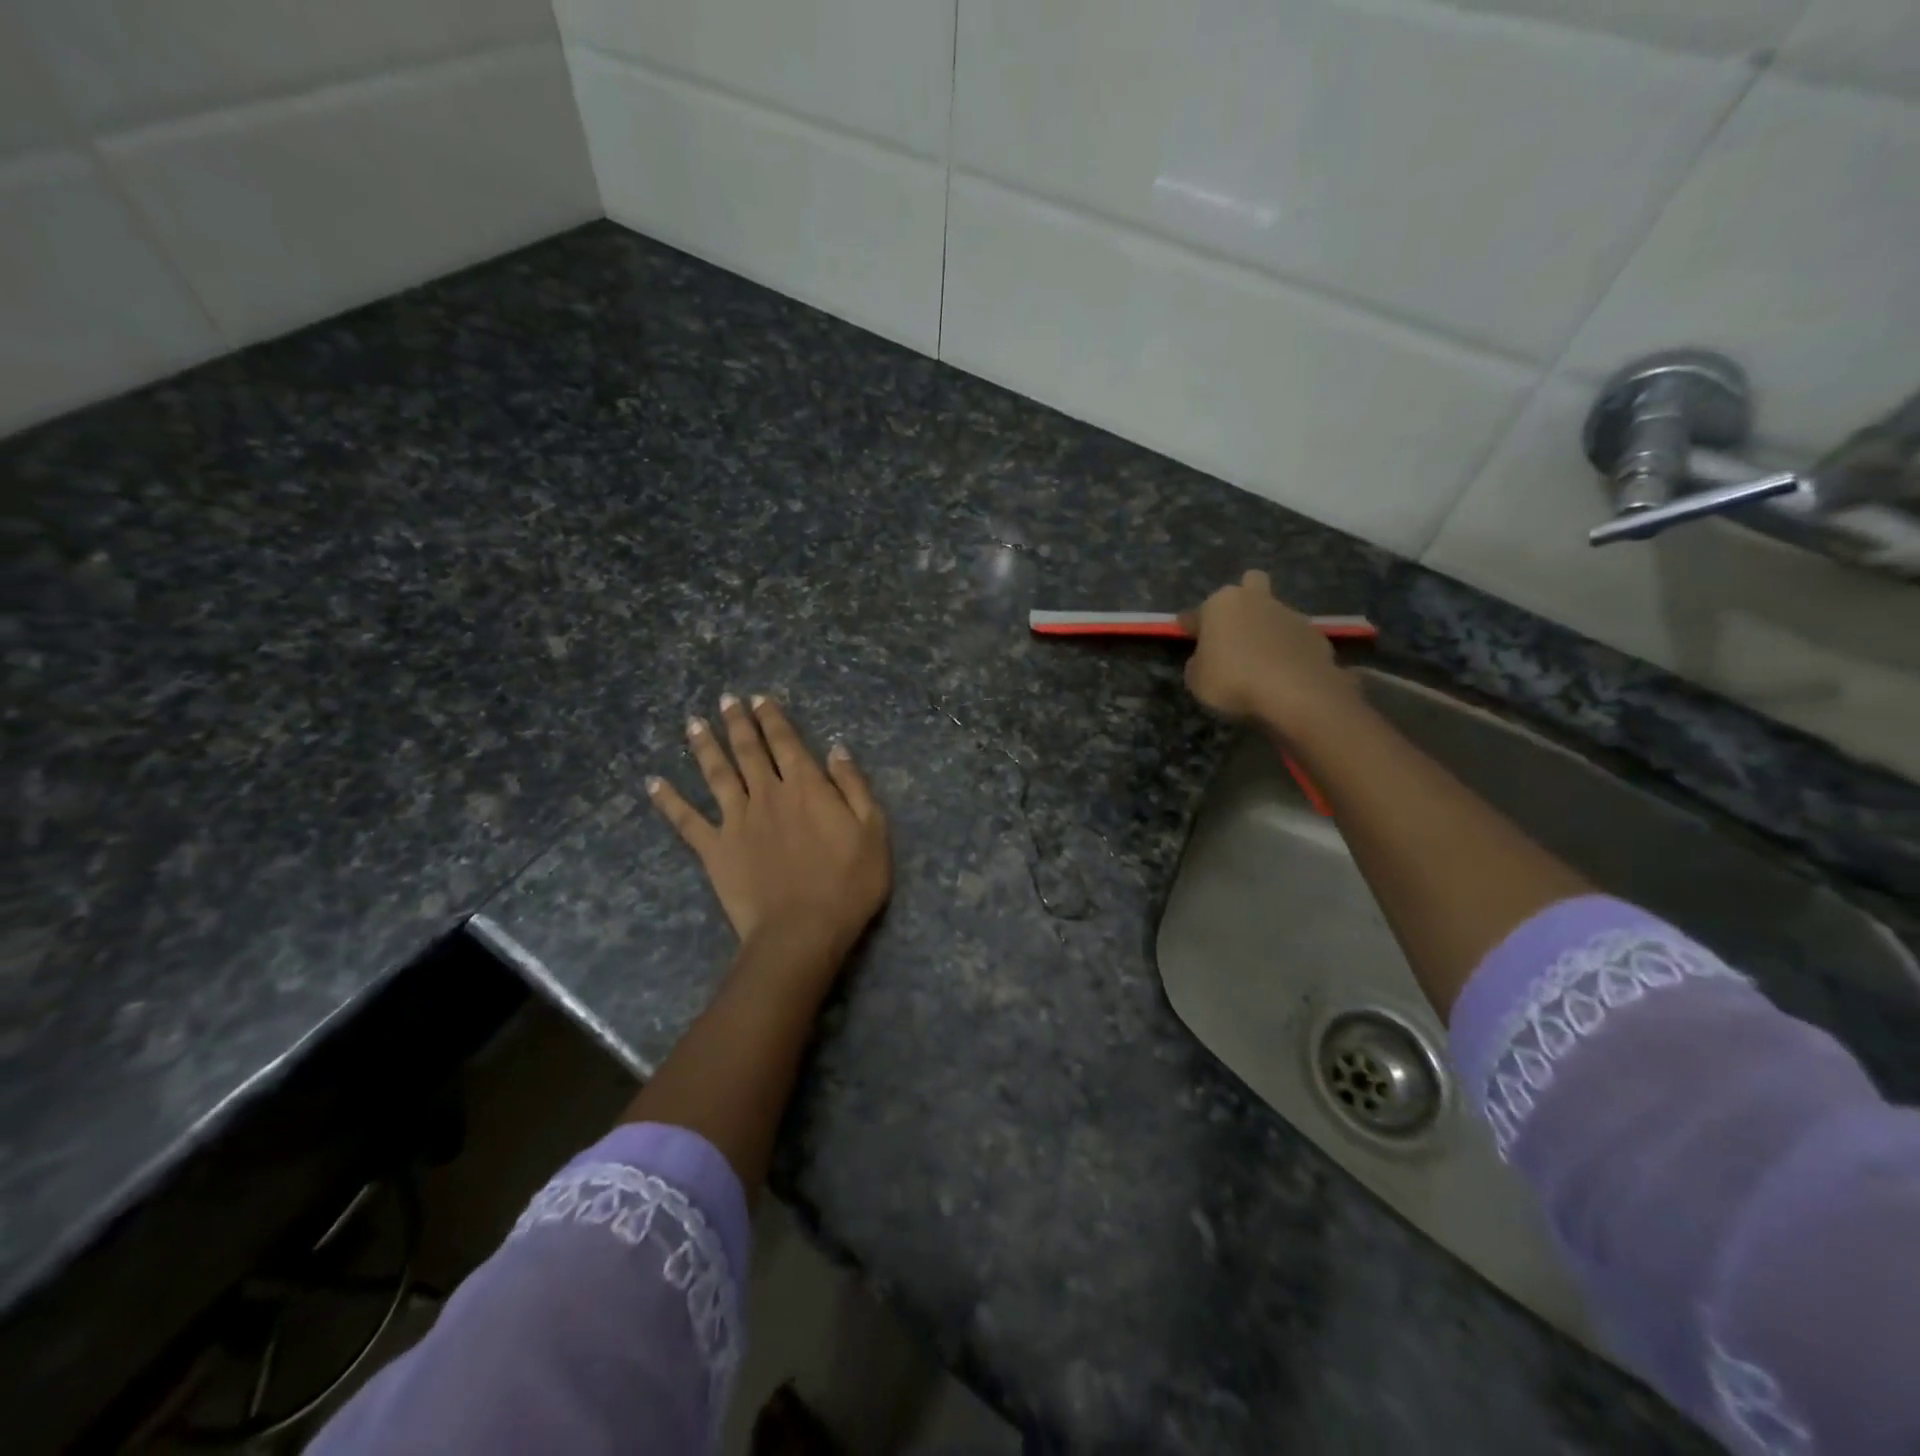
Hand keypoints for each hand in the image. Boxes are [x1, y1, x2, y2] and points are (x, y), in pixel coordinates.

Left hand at [648, 694, 891, 959]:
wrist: (802, 930)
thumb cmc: (848, 883)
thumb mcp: (872, 830)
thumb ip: (853, 786)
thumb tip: (836, 749)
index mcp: (806, 786)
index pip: (786, 742)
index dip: (773, 718)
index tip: (760, 699)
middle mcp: (766, 794)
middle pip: (748, 750)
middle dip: (738, 723)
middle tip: (726, 700)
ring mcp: (736, 820)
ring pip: (716, 774)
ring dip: (705, 747)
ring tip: (693, 723)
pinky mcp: (714, 849)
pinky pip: (686, 820)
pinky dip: (669, 800)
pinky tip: (654, 783)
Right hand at [1180, 570, 1360, 731]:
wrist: (1295, 691)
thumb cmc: (1233, 679)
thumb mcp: (1196, 680)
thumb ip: (1198, 663)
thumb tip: (1206, 657)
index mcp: (1221, 604)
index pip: (1198, 612)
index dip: (1192, 626)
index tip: (1189, 636)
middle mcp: (1256, 600)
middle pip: (1250, 584)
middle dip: (1243, 600)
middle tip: (1236, 629)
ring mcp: (1290, 614)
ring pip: (1274, 612)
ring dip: (1267, 629)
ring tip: (1263, 662)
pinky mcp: (1315, 634)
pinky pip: (1294, 638)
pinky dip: (1288, 650)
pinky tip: (1284, 672)